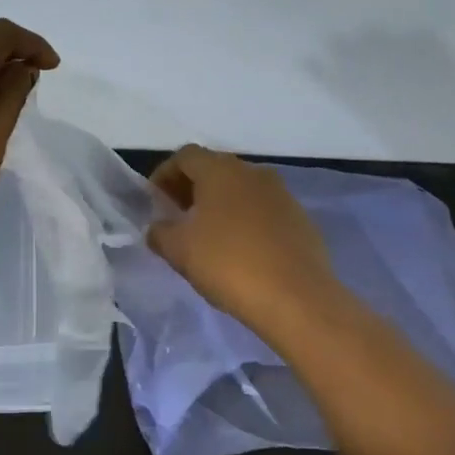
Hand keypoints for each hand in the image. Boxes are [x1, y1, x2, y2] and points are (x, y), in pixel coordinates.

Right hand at [147, 145, 339, 334]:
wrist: (296, 298)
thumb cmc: (228, 264)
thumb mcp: (179, 250)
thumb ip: (160, 232)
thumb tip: (159, 227)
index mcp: (220, 171)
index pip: (185, 157)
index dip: (165, 174)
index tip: (155, 201)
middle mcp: (253, 173)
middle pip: (214, 168)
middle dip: (191, 187)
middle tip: (177, 215)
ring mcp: (281, 194)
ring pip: (241, 189)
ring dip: (219, 203)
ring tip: (206, 234)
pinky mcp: (300, 218)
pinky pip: (262, 209)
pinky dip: (244, 219)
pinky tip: (238, 249)